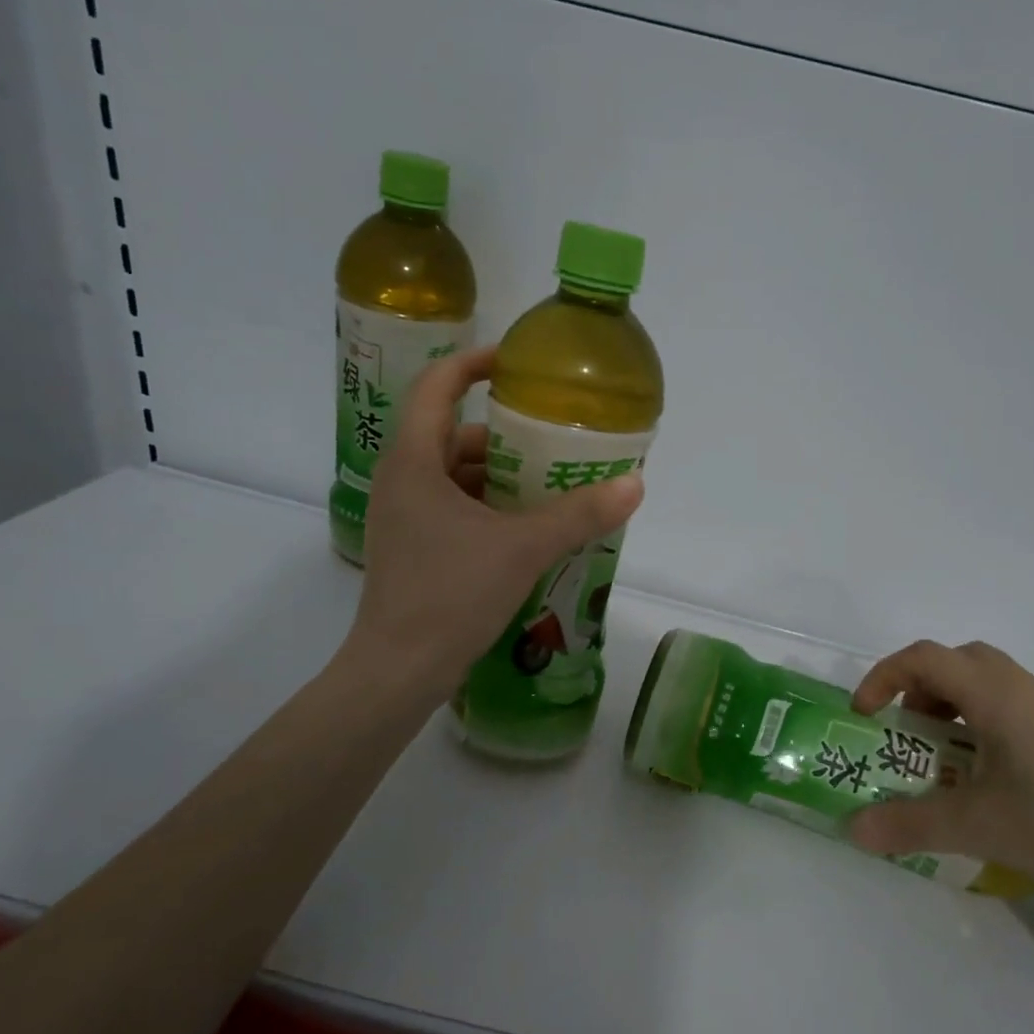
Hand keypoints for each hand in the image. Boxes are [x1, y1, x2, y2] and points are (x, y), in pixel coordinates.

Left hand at [342, 347, 642, 701]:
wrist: (399, 671)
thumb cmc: (451, 595)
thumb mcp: (523, 549)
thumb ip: (579, 515)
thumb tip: (634, 484)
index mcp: (412, 462)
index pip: (436, 386)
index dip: (473, 364)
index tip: (516, 362)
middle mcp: (401, 481)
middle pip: (450, 435)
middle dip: (501, 434)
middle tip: (551, 437)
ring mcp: (403, 518)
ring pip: (453, 476)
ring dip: (497, 475)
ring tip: (548, 483)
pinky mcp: (412, 549)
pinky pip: (453, 509)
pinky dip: (488, 508)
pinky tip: (527, 528)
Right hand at [846, 640, 1033, 911]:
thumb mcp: (976, 826)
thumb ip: (907, 824)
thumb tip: (852, 830)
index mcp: (994, 694)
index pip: (923, 657)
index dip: (883, 676)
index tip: (866, 715)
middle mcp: (1020, 687)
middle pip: (955, 660)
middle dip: (917, 688)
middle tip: (906, 731)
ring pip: (984, 681)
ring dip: (950, 704)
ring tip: (943, 756)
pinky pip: (1007, 703)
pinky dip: (979, 720)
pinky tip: (987, 774)